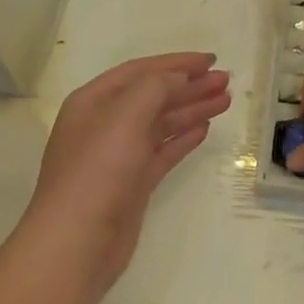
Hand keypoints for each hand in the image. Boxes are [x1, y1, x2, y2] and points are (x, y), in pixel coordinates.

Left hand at [21, 53, 230, 297]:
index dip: (176, 63)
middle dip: (189, 86)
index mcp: (93, 102)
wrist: (77, 243)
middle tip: (226, 81)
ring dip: (191, 109)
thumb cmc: (97, 172)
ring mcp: (118, 156)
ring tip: (226, 101)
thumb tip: (179, 78)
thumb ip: (154, 88)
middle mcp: (104, 124)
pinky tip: (204, 129)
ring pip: (161, 123)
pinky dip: (182, 138)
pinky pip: (162, 152)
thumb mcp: (124, 117)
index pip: (140, 71)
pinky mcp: (132, 184)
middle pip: (153, 96)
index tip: (211, 60)